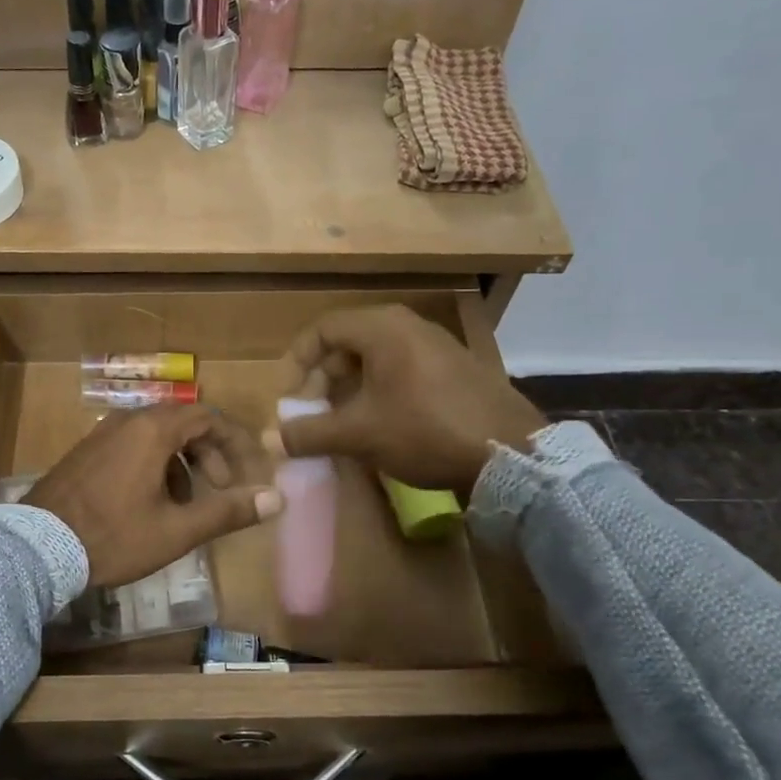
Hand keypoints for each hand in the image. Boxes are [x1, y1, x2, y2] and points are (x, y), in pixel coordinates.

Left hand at [25, 405, 282, 587]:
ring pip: (156, 435)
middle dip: (209, 453)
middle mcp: (127, 420)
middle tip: (220, 487)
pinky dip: (154, 464)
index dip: (235, 442)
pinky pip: (132, 444)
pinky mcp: (85, 451)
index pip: (208, 416)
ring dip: (181, 462)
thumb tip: (276, 498)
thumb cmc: (113, 537)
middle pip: (183, 422)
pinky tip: (148, 503)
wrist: (37, 548)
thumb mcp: (176, 530)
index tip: (247, 472)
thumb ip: (227, 511)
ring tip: (184, 504)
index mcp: (152, 430)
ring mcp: (102, 433)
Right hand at [268, 306, 548, 495]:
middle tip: (312, 410)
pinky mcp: (454, 367)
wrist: (511, 454)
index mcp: (381, 328)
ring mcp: (435, 344)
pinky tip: (380, 422)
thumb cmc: (424, 431)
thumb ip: (309, 433)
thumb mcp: (359, 434)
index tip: (288, 395)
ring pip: (375, 356)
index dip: (297, 361)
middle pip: (347, 341)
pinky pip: (401, 367)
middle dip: (322, 376)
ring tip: (341, 419)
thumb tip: (269, 438)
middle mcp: (408, 325)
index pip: (322, 329)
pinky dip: (378, 388)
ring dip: (349, 385)